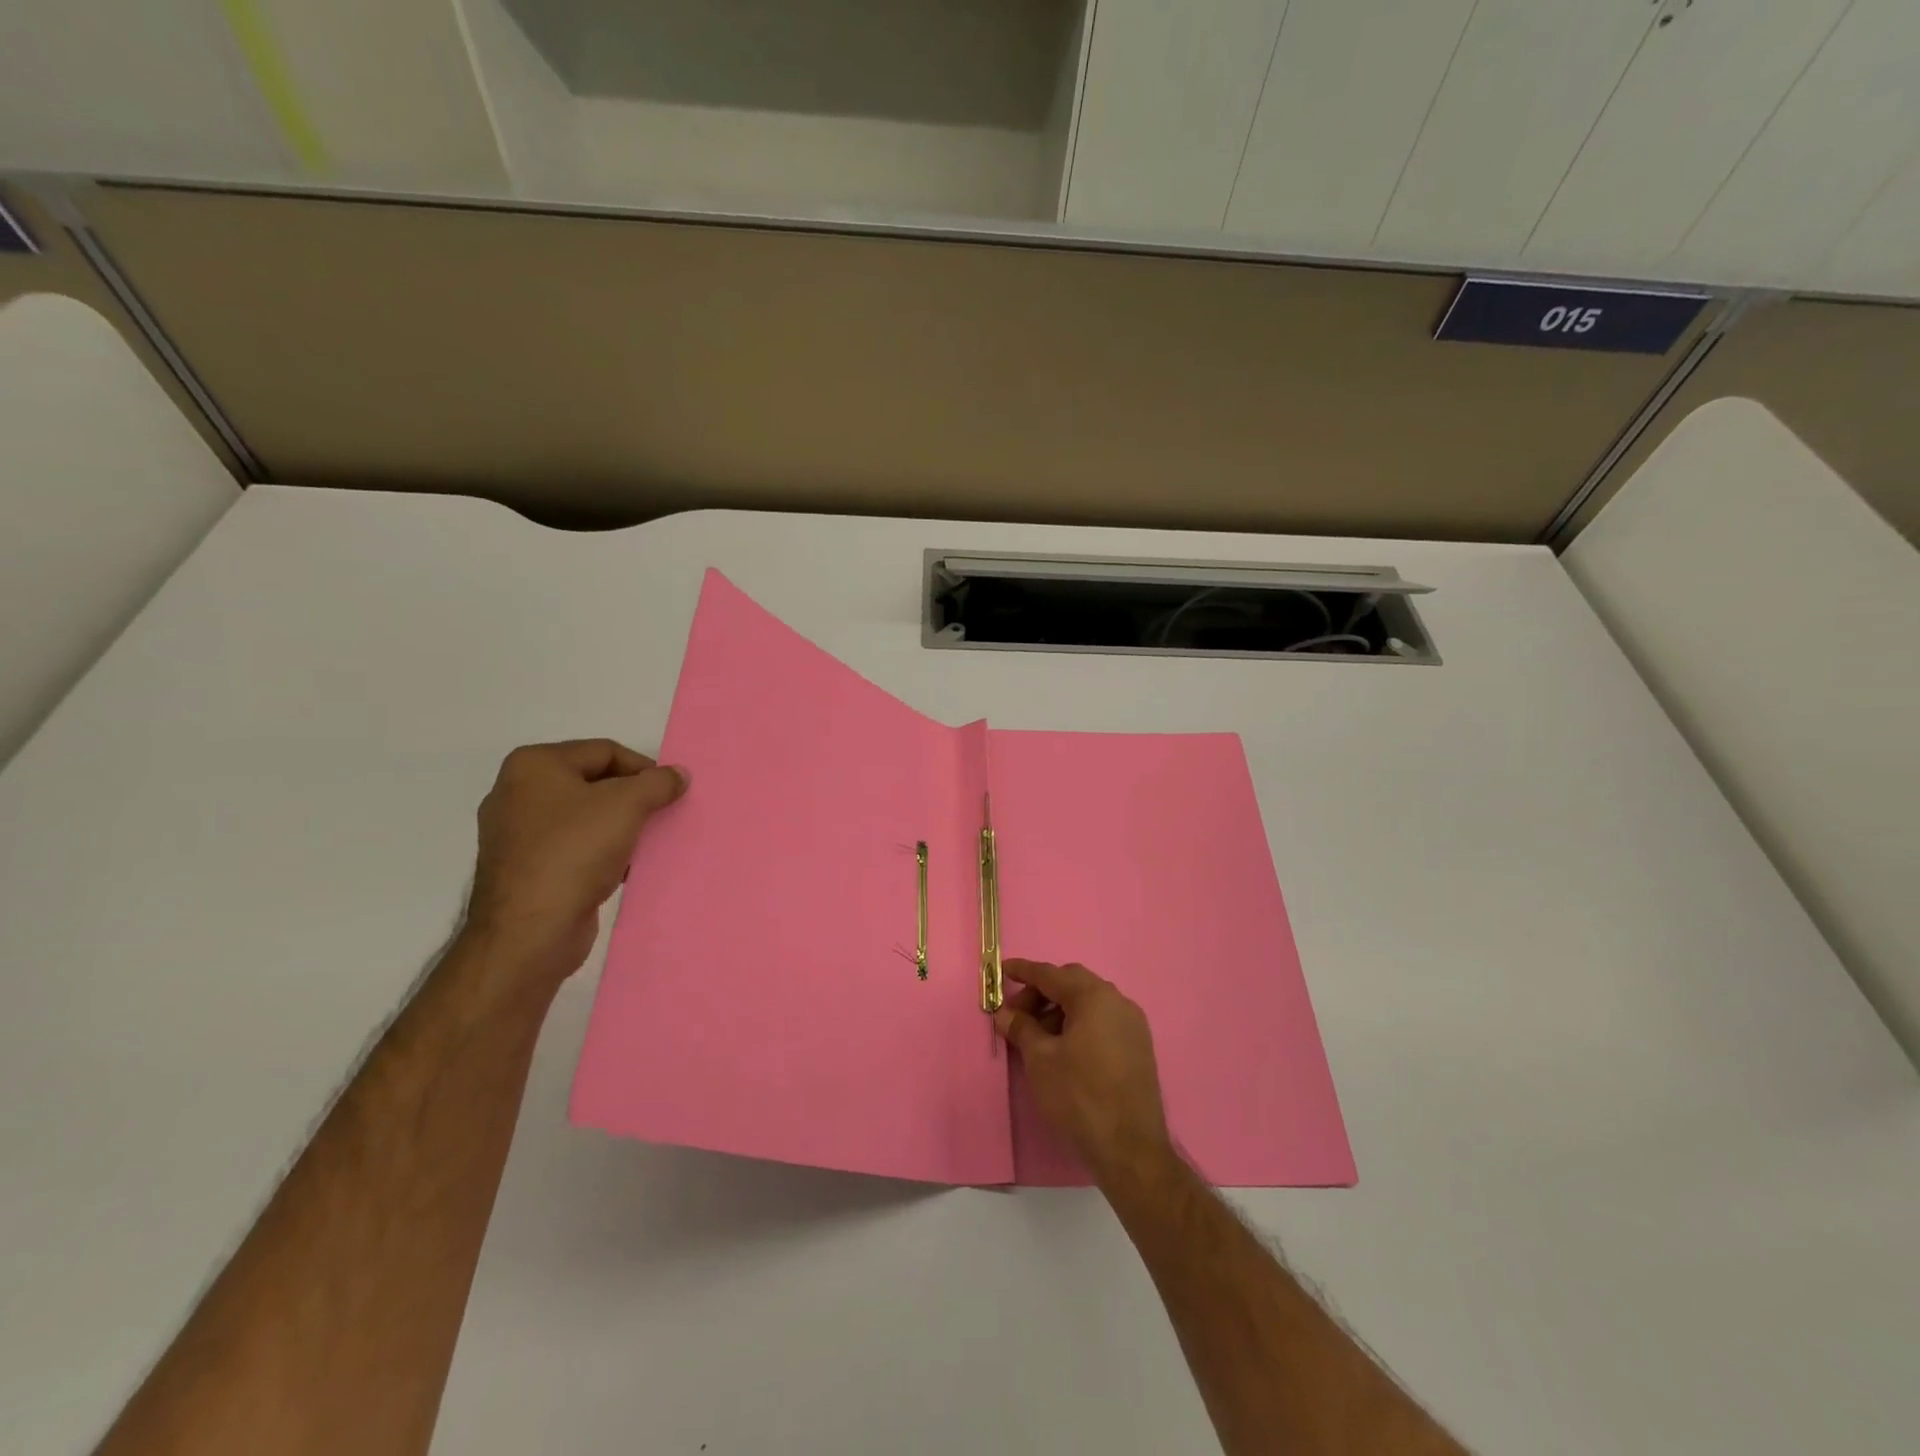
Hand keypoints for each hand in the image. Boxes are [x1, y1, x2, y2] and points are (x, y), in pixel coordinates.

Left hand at [465, 739, 686, 988]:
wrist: (529, 931)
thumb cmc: (575, 852)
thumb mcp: (627, 805)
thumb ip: (658, 783)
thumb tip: (678, 774)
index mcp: (533, 765)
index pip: (604, 751)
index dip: (644, 768)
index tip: (670, 793)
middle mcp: (517, 792)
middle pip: (593, 782)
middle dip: (632, 798)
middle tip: (661, 816)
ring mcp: (516, 833)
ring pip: (585, 816)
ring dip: (619, 827)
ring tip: (646, 843)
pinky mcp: (523, 868)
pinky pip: (573, 847)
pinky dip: (601, 851)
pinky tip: (623, 868)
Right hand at [993, 958, 1174, 1187]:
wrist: (1131, 1149)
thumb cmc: (1079, 1096)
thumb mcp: (1041, 1059)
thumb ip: (1022, 1028)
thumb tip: (1005, 1013)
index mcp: (1094, 997)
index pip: (1051, 974)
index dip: (1024, 971)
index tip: (1002, 971)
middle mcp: (1118, 1001)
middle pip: (1072, 984)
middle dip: (1041, 993)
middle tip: (1016, 1015)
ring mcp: (1133, 1024)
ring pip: (1089, 1004)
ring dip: (1059, 1011)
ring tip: (1036, 1037)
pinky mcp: (1138, 1047)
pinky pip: (1103, 1022)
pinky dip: (1079, 1025)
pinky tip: (1063, 1049)